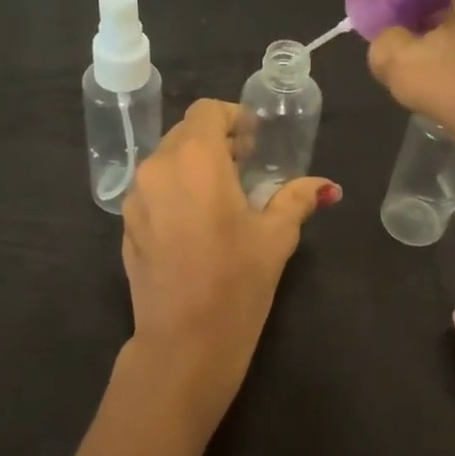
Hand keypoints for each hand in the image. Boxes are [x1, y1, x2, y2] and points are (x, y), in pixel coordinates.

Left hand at [120, 99, 338, 436]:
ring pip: (165, 162)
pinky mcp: (126, 226)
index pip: (207, 111)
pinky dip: (174, 192)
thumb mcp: (276, 237)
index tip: (253, 144)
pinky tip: (195, 227)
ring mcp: (135, 198)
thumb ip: (298, 199)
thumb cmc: (237, 283)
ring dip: (193, 167)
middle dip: (215, 142)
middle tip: (244, 170)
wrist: (184, 344)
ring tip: (220, 199)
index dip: (233, 119)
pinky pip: (152, 191)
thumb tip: (327, 187)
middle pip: (185, 134)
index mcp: (196, 159)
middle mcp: (158, 168)